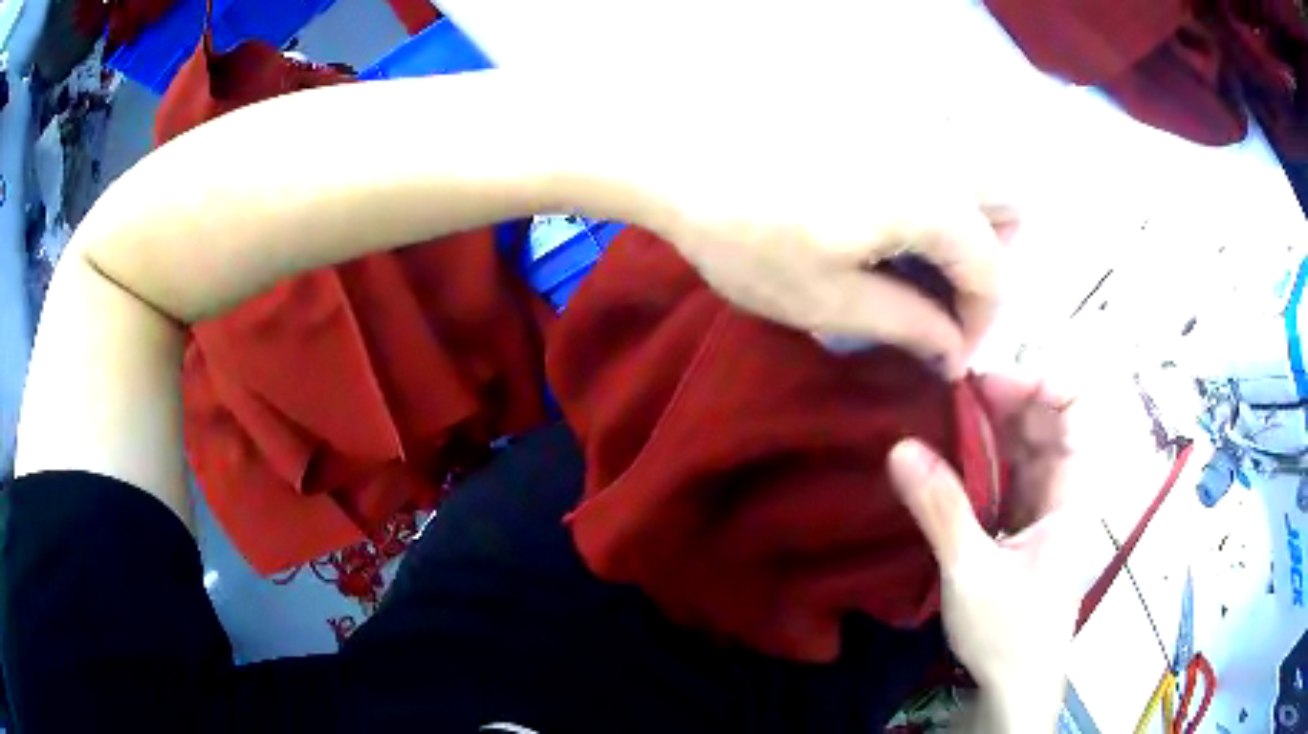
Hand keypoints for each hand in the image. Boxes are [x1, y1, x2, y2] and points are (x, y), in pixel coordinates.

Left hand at [626, 72, 1015, 376]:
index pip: (994, 273)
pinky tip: (887, 207)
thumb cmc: (746, 236)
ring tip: (915, 254)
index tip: (947, 355)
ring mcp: (906, 117)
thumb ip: (908, 326)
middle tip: (939, 294)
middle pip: (1006, 206)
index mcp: (935, 202)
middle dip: (988, 260)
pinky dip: (936, 181)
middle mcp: (937, 149)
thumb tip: (953, 350)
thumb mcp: (829, 302)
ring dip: (968, 218)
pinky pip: (937, 143)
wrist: (675, 156)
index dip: (980, 325)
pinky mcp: (876, 105)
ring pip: (977, 168)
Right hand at [887, 374, 1094, 728]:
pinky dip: (982, 458)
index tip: (986, 384)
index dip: (1041, 380)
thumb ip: (941, 510)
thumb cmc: (1009, 633)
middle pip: (1047, 417)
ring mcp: (1045, 505)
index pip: (1077, 406)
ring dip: (989, 428)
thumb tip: (899, 448)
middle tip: (950, 398)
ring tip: (942, 420)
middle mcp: (1065, 488)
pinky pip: (1009, 473)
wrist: (1015, 686)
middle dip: (1005, 398)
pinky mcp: (1024, 523)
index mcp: (1073, 492)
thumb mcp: (971, 573)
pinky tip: (950, 456)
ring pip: (1025, 444)